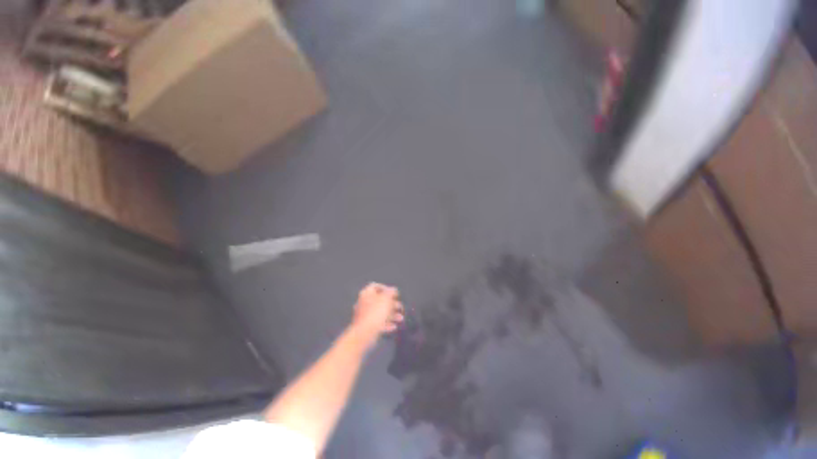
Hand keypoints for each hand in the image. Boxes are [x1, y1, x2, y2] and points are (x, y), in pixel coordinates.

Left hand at [351, 283, 403, 344]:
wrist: (364, 333)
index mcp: (366, 294)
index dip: (386, 288)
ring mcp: (364, 315)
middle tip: (400, 307)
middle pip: (379, 300)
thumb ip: (390, 292)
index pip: (375, 286)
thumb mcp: (385, 299)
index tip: (395, 294)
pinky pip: (378, 323)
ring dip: (391, 315)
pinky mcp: (366, 326)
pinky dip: (386, 324)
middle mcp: (363, 303)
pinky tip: (394, 327)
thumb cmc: (376, 313)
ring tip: (401, 318)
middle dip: (391, 304)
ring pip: (380, 313)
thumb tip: (392, 289)